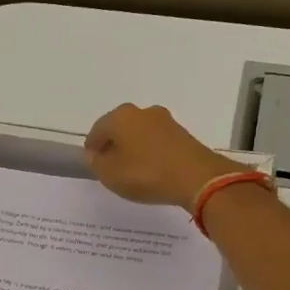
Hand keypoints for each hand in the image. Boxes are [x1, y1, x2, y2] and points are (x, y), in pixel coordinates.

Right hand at [84, 104, 246, 209]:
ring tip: (132, 170)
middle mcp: (142, 112)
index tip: (93, 164)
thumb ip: (96, 163)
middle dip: (113, 145)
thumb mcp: (111, 175)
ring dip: (133, 148)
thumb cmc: (146, 174)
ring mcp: (165, 121)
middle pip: (120, 128)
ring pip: (140, 133)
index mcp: (120, 117)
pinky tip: (151, 169)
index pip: (97, 130)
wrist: (197, 178)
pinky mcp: (182, 133)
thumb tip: (94, 155)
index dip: (92, 148)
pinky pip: (157, 142)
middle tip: (110, 167)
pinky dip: (150, 152)